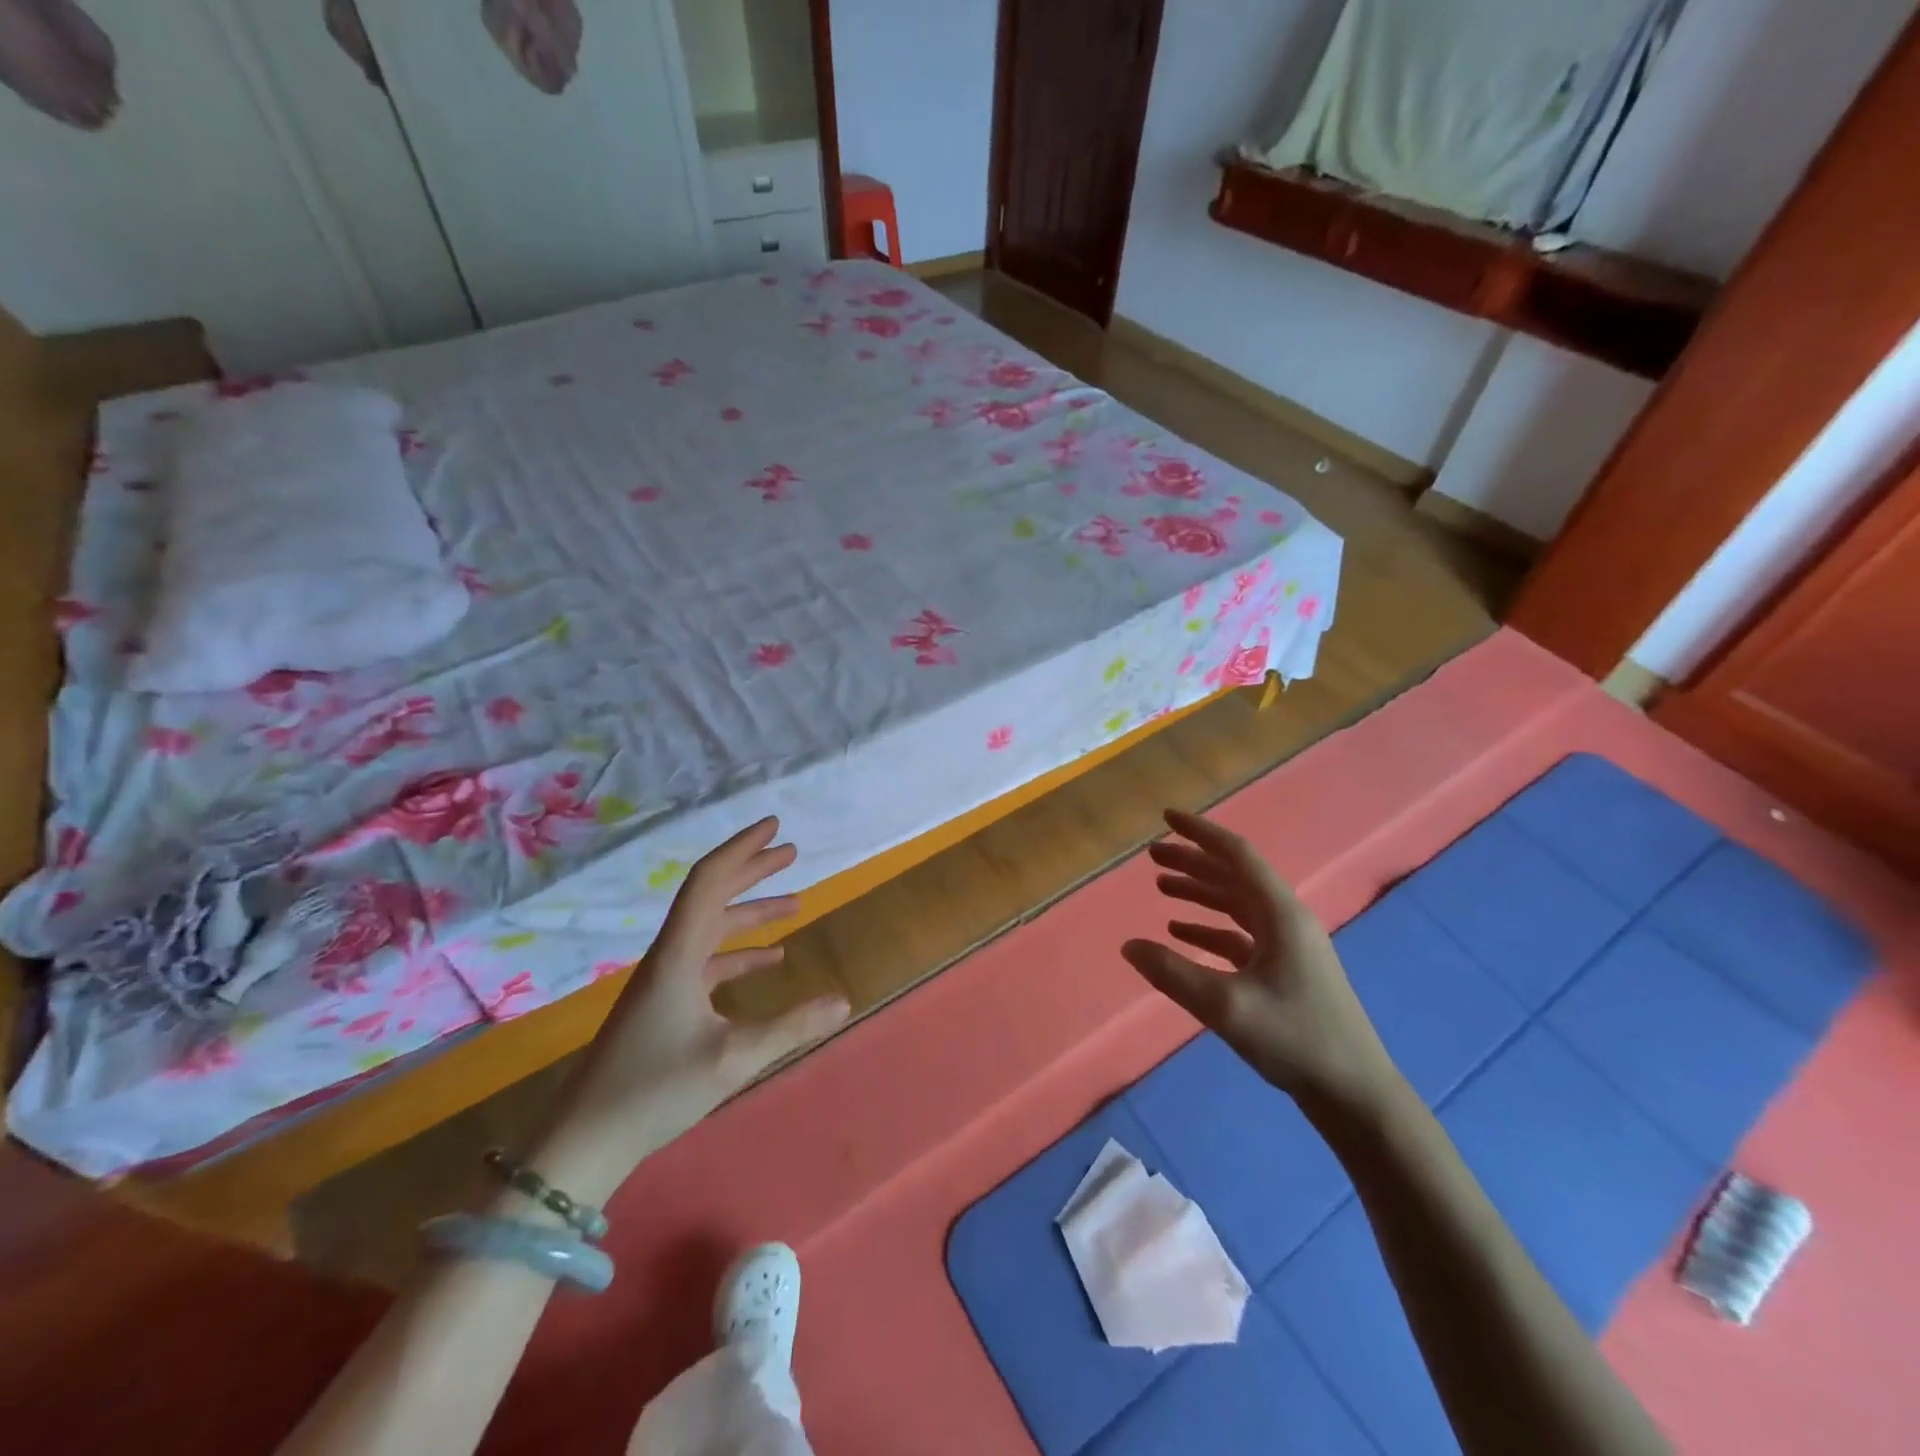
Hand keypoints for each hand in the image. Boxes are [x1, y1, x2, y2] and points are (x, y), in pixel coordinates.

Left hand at [547, 818, 849, 1182]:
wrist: (583, 1143)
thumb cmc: (654, 1091)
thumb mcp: (733, 1059)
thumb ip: (791, 1027)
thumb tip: (844, 1001)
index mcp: (679, 955)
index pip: (709, 882)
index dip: (742, 849)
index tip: (774, 826)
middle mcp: (670, 957)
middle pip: (711, 896)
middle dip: (752, 871)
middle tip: (791, 853)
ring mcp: (665, 982)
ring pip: (712, 929)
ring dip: (751, 913)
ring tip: (795, 904)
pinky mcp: (664, 1006)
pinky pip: (709, 962)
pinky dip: (741, 954)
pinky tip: (771, 962)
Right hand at [1121, 809, 1402, 1119]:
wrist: (1353, 1093)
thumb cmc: (1294, 1039)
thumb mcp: (1225, 1006)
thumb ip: (1172, 973)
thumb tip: (1128, 946)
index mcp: (1280, 913)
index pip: (1236, 855)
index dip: (1200, 833)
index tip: (1167, 818)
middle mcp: (1286, 919)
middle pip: (1233, 876)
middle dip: (1192, 861)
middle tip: (1152, 855)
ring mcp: (1288, 945)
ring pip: (1236, 903)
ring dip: (1200, 891)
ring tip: (1160, 886)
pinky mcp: (1285, 969)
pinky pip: (1240, 934)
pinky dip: (1210, 926)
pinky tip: (1181, 932)